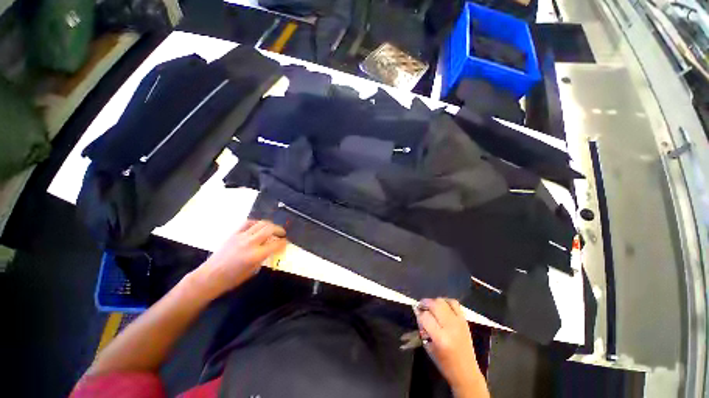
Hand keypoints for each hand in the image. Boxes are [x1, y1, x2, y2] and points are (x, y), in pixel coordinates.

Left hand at [188, 220, 286, 299]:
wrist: (210, 276)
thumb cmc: (232, 279)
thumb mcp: (253, 270)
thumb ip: (264, 257)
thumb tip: (272, 249)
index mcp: (256, 255)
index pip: (275, 244)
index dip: (283, 242)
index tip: (286, 242)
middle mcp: (250, 243)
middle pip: (269, 229)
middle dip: (279, 230)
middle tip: (282, 233)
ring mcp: (241, 236)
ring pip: (260, 224)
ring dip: (269, 225)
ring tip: (273, 229)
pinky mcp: (234, 234)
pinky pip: (248, 223)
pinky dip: (256, 223)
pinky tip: (259, 226)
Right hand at [415, 298, 488, 397]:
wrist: (466, 372)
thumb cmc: (444, 363)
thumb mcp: (428, 347)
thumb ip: (423, 328)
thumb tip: (418, 312)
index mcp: (440, 338)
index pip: (425, 316)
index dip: (419, 313)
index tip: (416, 313)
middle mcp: (450, 328)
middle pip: (434, 305)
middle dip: (425, 303)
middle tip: (421, 306)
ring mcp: (459, 323)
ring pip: (443, 301)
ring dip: (434, 301)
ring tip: (431, 306)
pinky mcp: (464, 321)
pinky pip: (454, 303)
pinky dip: (446, 301)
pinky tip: (442, 306)